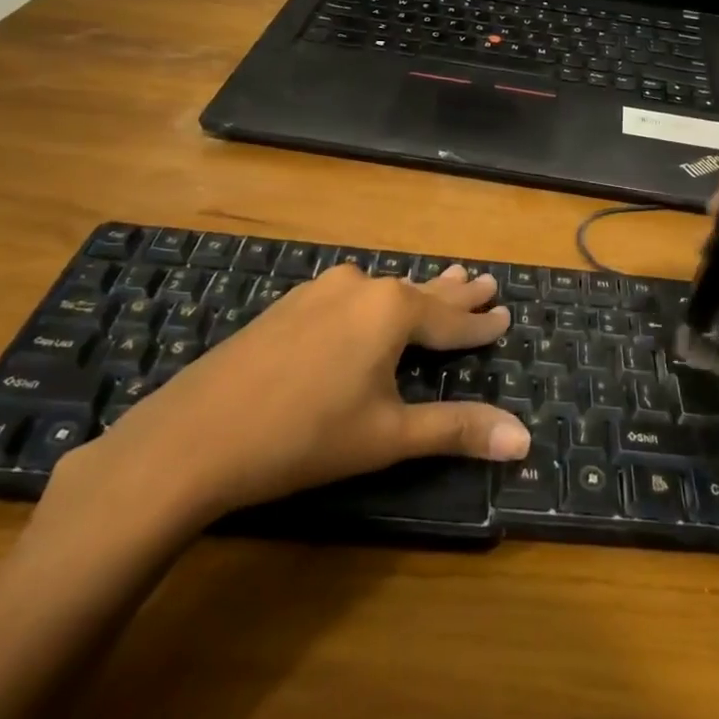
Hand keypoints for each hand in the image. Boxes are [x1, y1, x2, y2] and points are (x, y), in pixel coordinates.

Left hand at [38, 264, 529, 539]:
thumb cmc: (305, 437)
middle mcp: (359, 287)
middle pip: (419, 291)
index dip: (481, 324)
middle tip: (484, 279)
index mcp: (391, 310)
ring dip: (415, 291)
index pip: (451, 320)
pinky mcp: (288, 306)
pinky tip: (368, 302)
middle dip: (454, 291)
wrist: (193, 436)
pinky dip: (374, 300)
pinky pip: (349, 295)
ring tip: (440, 280)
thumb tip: (524, 439)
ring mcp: (319, 291)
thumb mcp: (388, 436)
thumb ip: (457, 429)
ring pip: (382, 289)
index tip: (506, 314)